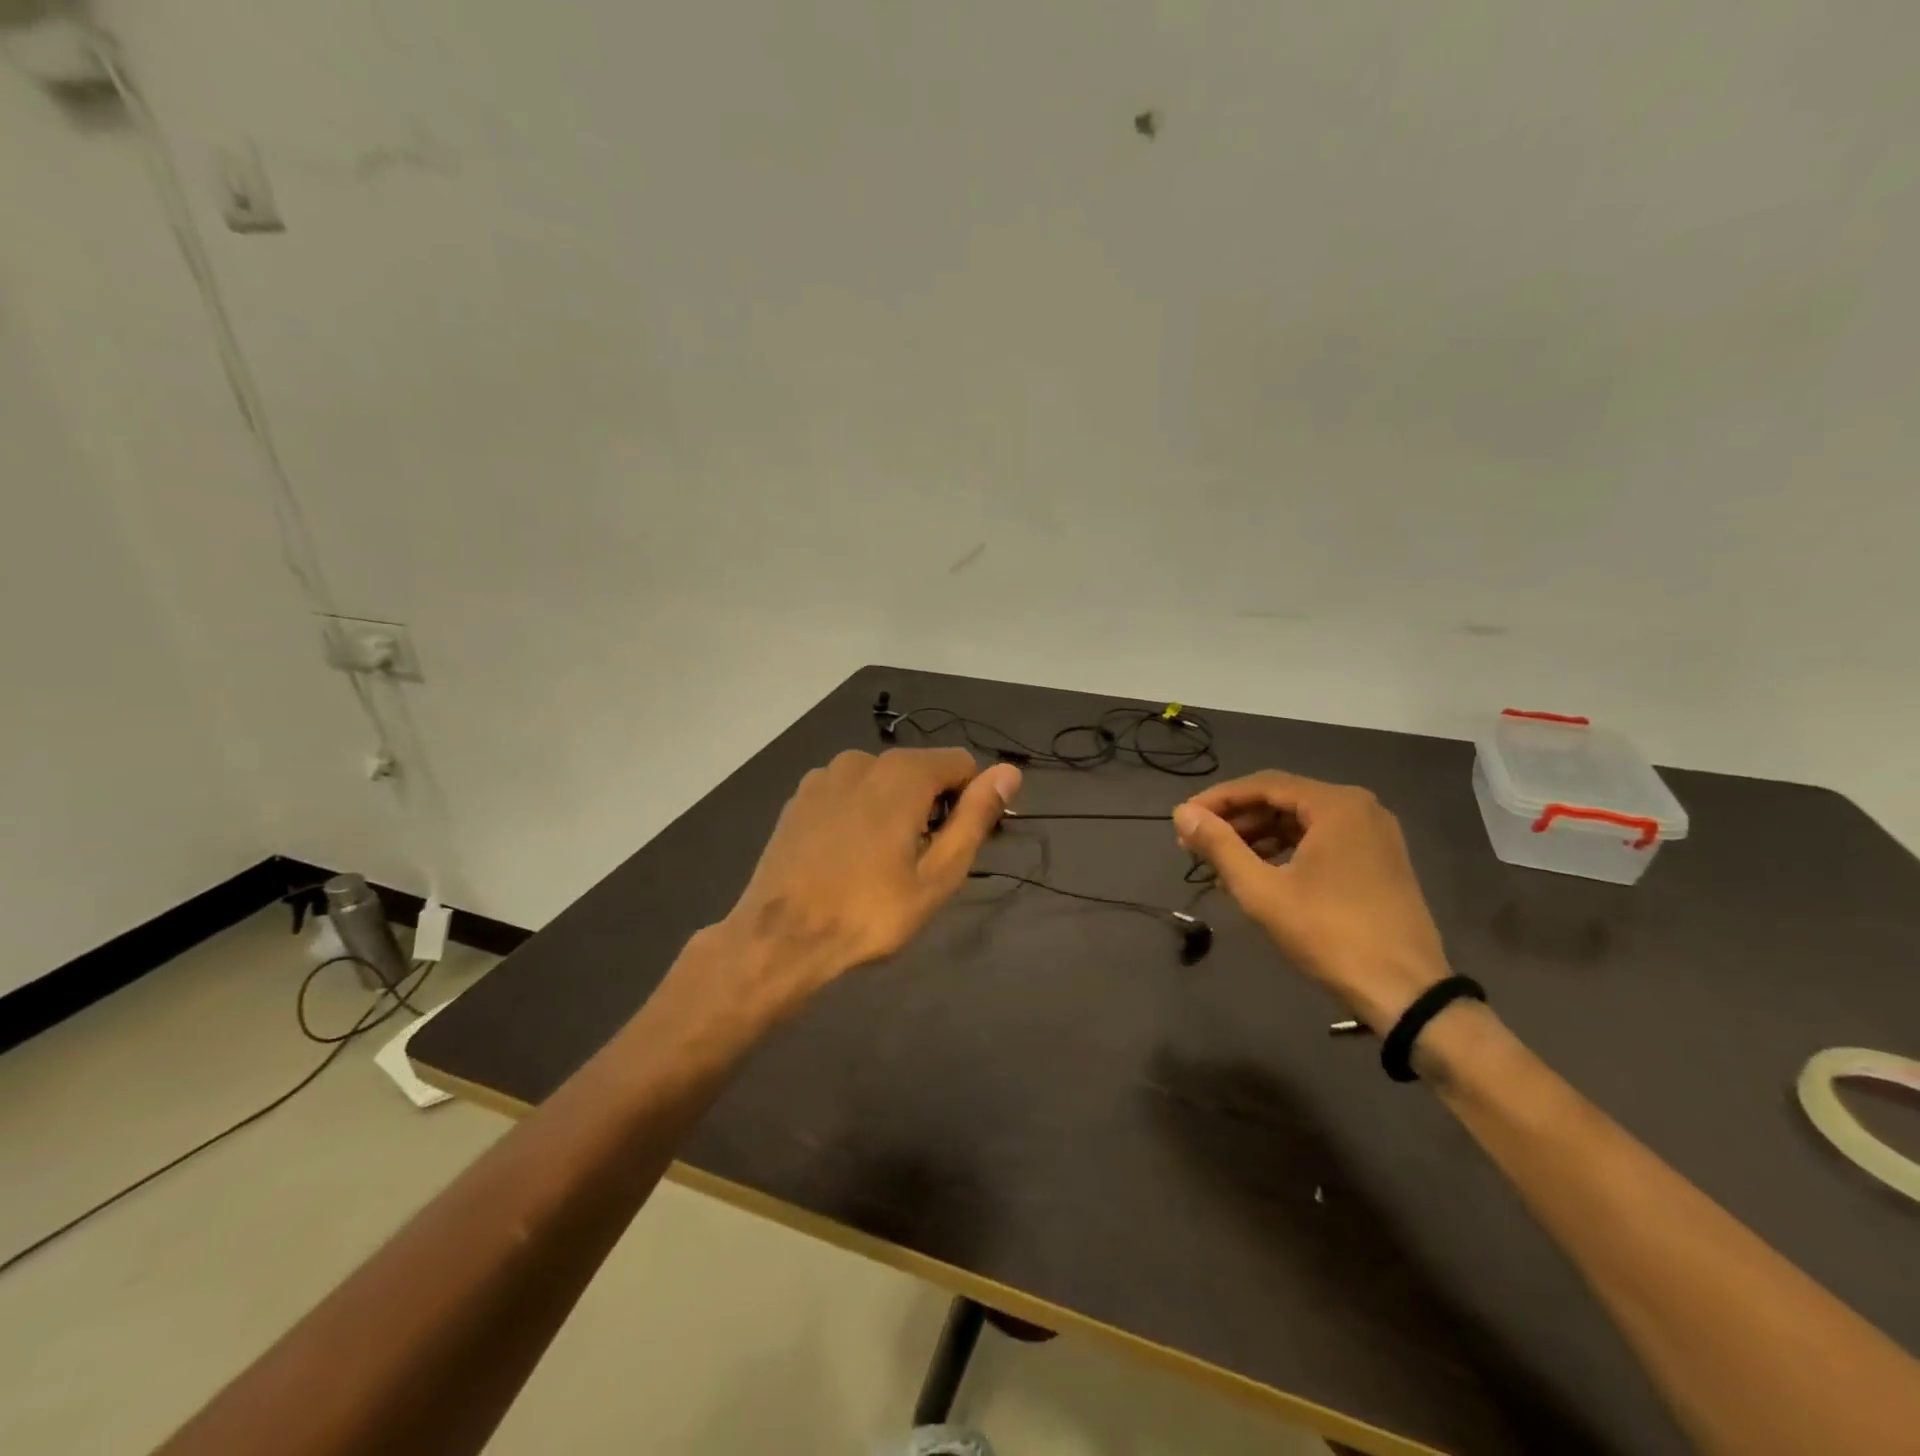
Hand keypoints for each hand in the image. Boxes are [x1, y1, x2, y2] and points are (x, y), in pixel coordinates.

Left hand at [716, 748, 1020, 1006]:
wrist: (779, 937)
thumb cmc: (869, 912)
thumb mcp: (937, 874)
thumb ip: (975, 817)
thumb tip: (1009, 772)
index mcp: (902, 773)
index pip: (961, 764)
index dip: (970, 801)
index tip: (955, 844)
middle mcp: (862, 759)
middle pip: (920, 771)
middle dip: (930, 807)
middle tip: (918, 865)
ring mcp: (825, 776)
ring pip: (882, 781)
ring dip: (893, 810)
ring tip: (879, 864)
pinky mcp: (799, 796)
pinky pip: (848, 793)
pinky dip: (859, 813)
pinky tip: (845, 856)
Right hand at [1174, 771, 1448, 1031]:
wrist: (1406, 991)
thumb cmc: (1329, 934)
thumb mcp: (1262, 890)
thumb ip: (1219, 846)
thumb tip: (1182, 813)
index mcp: (1336, 805)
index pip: (1262, 785)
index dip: (1217, 800)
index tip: (1183, 820)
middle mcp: (1359, 808)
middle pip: (1283, 799)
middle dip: (1236, 820)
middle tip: (1196, 844)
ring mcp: (1374, 834)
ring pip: (1301, 821)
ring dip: (1258, 836)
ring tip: (1221, 862)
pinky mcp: (1379, 860)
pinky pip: (1321, 840)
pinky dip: (1286, 850)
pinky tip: (1259, 874)